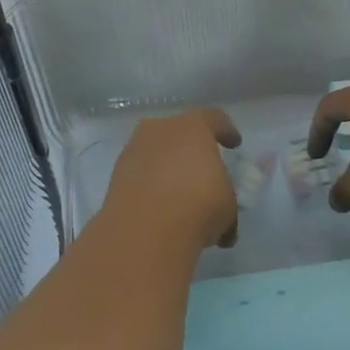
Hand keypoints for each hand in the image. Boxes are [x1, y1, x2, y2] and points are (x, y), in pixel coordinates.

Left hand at [101, 109, 242, 253]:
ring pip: (156, 151)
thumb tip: (223, 219)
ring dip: (167, 166)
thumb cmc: (197, 206)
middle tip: (201, 167)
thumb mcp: (228, 205)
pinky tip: (159, 205)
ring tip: (178, 192)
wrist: (144, 230)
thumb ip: (225, 199)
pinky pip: (140, 172)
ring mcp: (134, 150)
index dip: (226, 130)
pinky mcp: (116, 175)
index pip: (214, 119)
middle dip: (190, 147)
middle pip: (179, 131)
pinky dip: (150, 184)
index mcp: (193, 127)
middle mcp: (160, 129)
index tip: (233, 143)